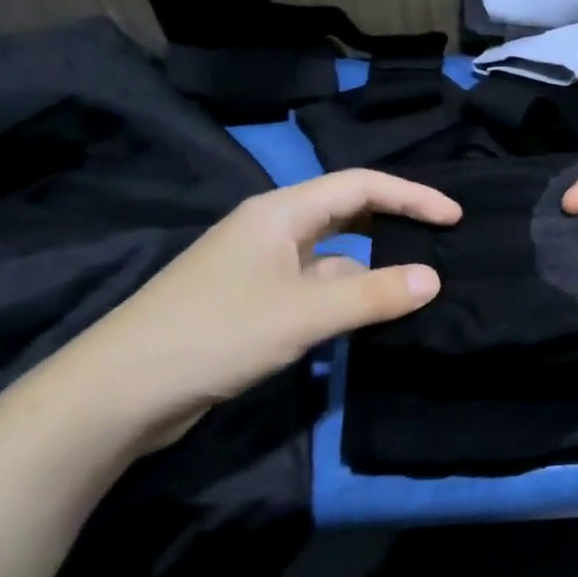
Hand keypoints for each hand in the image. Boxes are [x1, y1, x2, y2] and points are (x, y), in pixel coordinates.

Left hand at [44, 169, 458, 450]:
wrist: (123, 391)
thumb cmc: (217, 333)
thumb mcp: (304, 313)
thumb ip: (372, 294)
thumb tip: (433, 279)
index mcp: (280, 213)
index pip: (360, 186)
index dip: (412, 195)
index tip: (455, 217)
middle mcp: (271, 231)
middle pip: (346, 213)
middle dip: (394, 223)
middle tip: (442, 242)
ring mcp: (261, 269)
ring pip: (332, 256)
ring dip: (372, 267)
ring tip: (418, 286)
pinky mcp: (254, 304)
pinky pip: (315, 289)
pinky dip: (346, 297)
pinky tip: (369, 319)